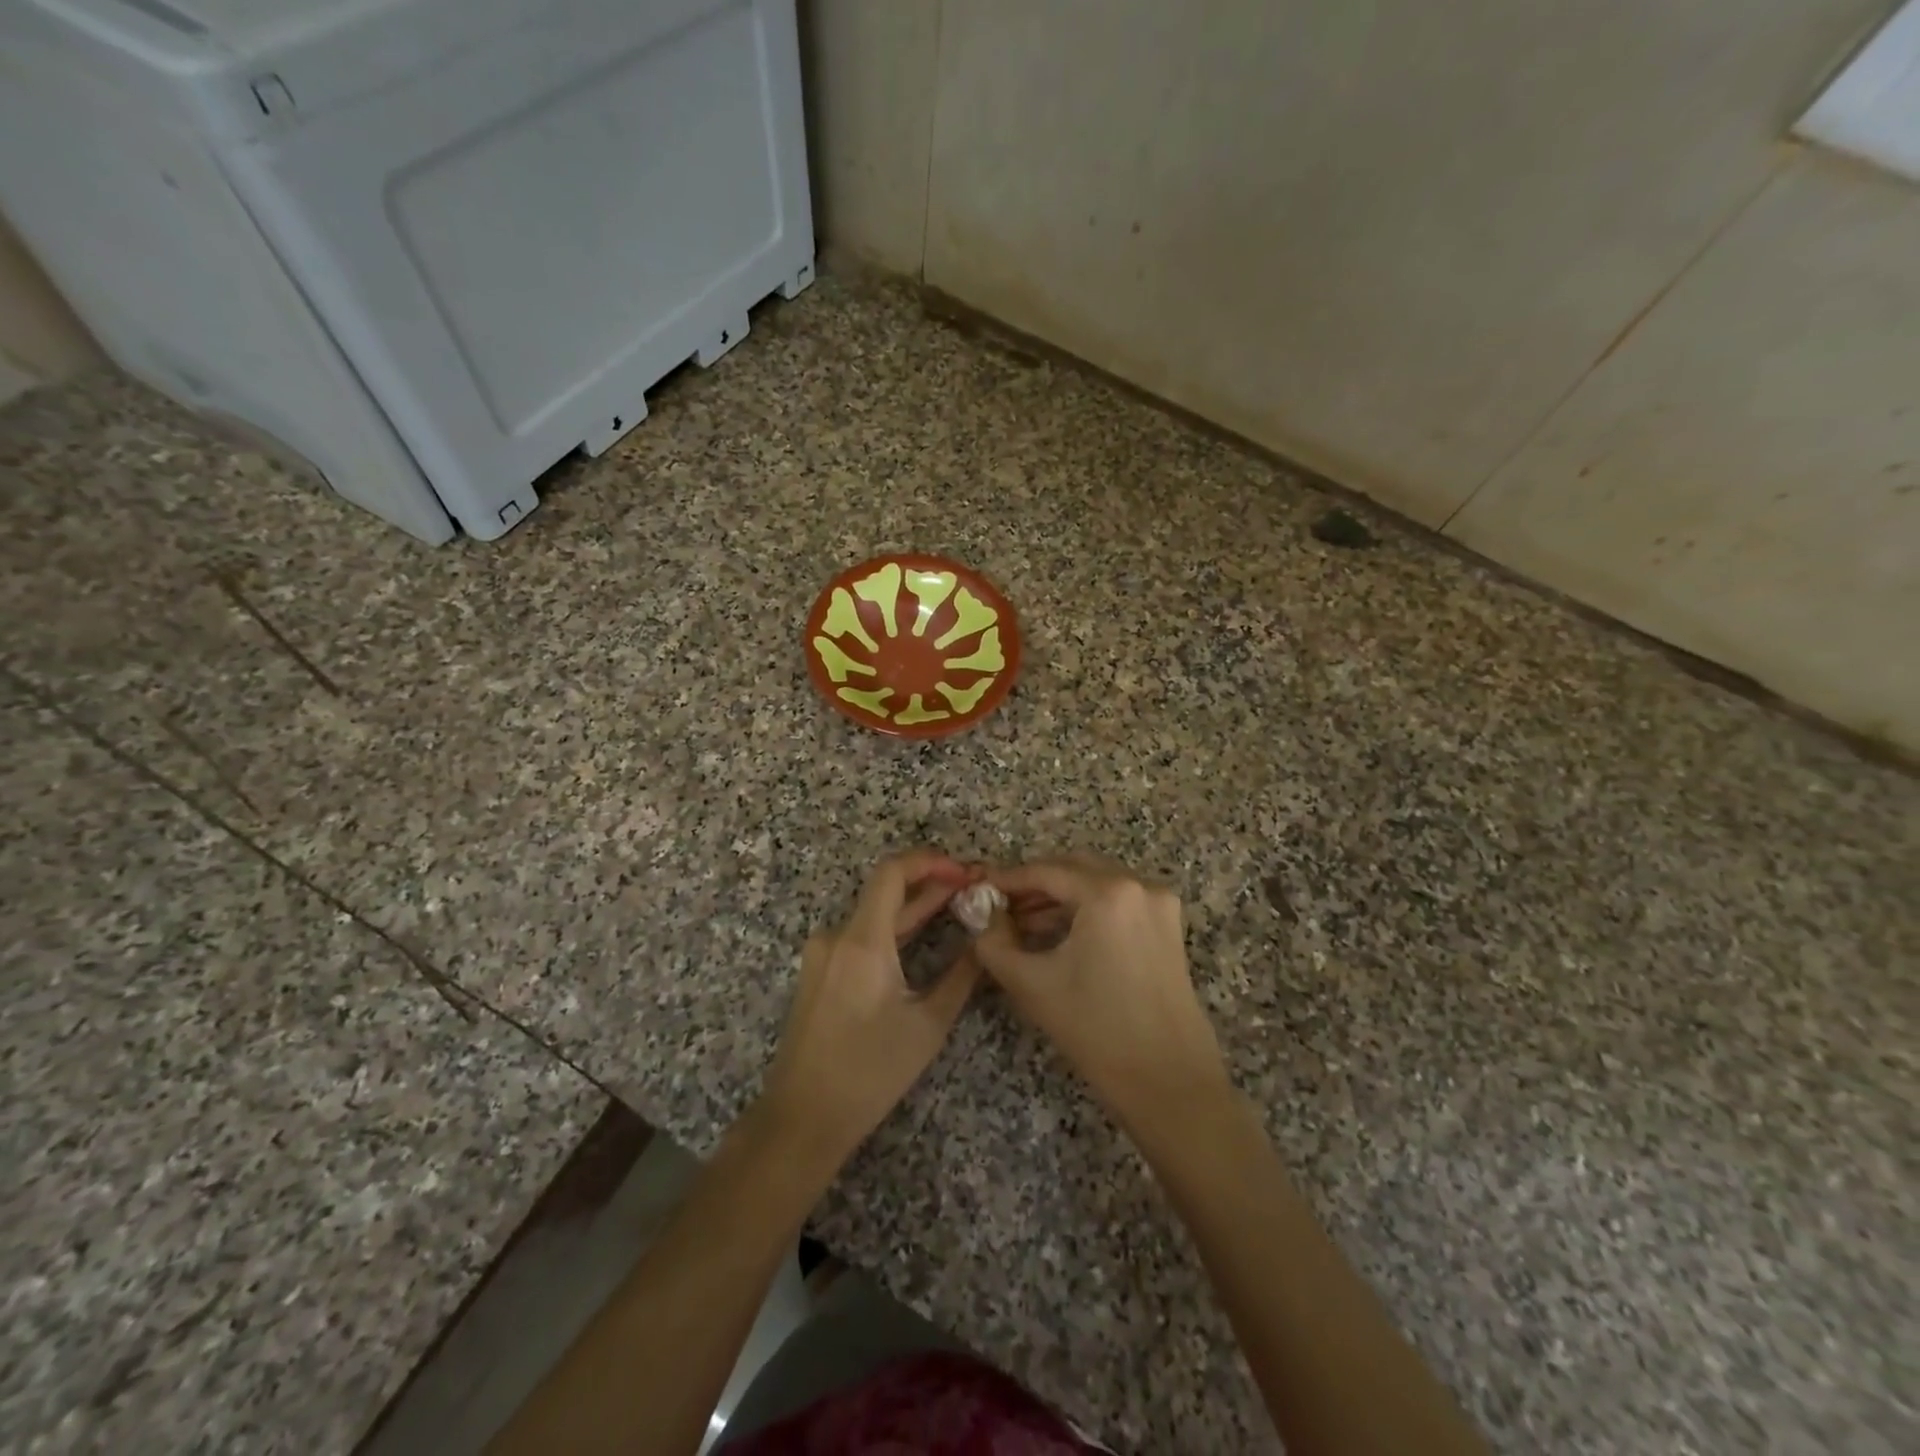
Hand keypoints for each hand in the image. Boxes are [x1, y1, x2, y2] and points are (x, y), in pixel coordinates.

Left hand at [758, 850, 983, 1168]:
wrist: (803, 1117)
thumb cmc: (869, 1073)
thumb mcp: (927, 1025)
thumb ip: (960, 976)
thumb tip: (984, 942)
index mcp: (861, 941)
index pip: (892, 872)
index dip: (931, 862)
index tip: (965, 872)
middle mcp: (836, 936)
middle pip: (885, 891)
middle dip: (931, 884)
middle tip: (973, 887)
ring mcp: (822, 953)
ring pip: (874, 914)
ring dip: (913, 907)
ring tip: (956, 905)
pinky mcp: (819, 971)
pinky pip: (860, 935)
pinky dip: (893, 929)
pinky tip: (921, 935)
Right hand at [976, 855, 1232, 1139]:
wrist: (1169, 1082)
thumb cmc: (1096, 1030)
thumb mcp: (1032, 983)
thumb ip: (994, 941)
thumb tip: (980, 913)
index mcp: (1109, 893)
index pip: (1046, 871)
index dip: (1007, 879)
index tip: (978, 890)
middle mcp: (1139, 886)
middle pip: (1074, 868)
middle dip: (1034, 885)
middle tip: (998, 906)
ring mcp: (1159, 905)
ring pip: (1096, 883)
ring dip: (1059, 897)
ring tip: (1021, 924)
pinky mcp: (1168, 927)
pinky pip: (1117, 902)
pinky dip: (1085, 909)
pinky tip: (1058, 934)